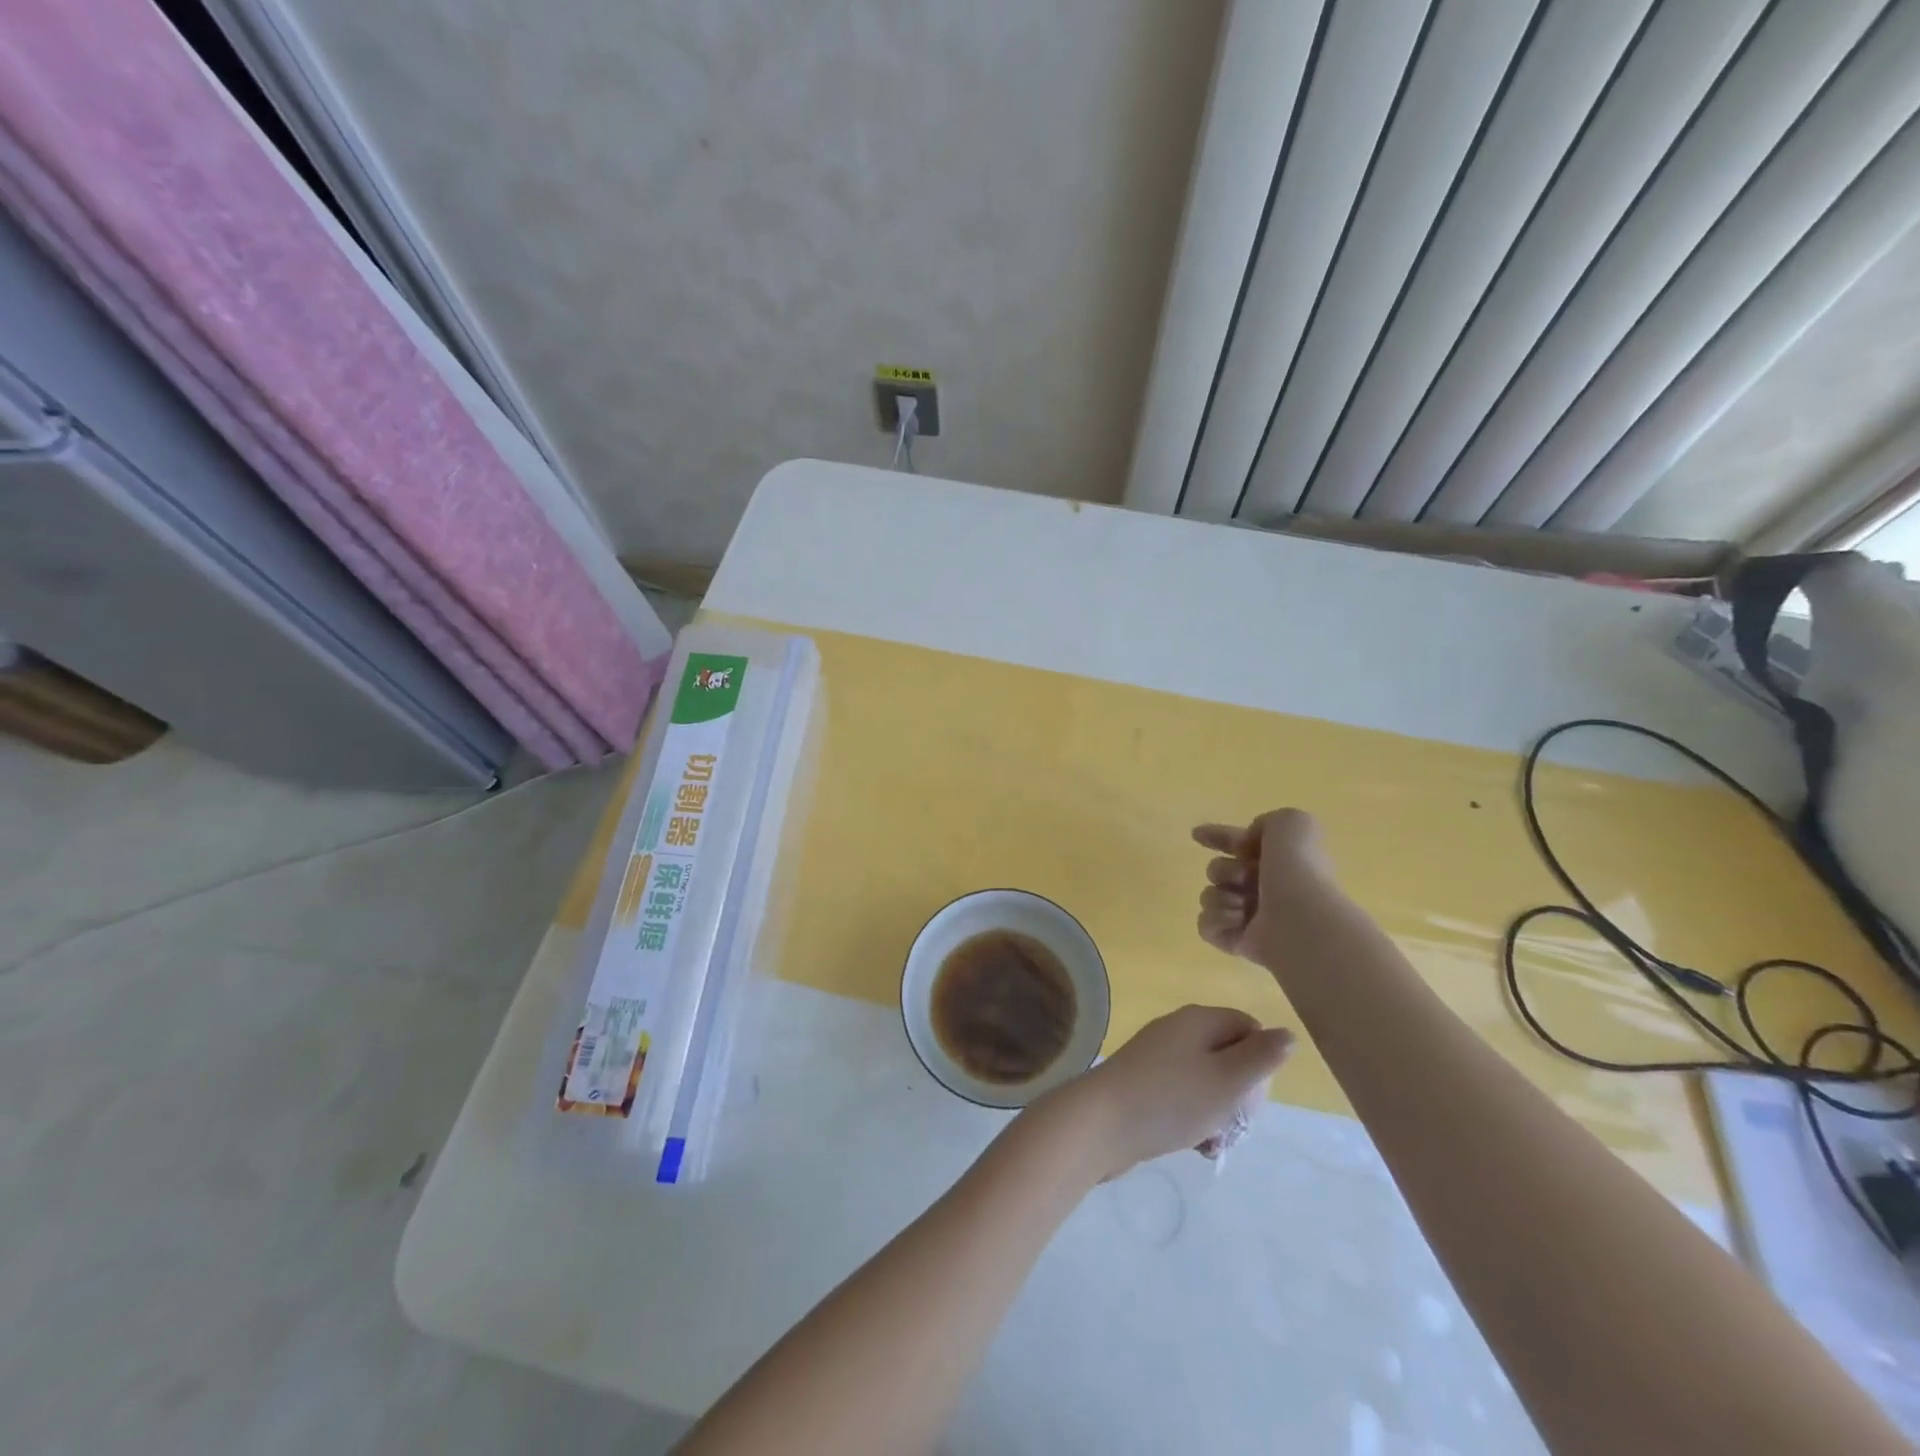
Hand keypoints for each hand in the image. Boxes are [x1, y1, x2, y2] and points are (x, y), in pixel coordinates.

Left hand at [1047, 1005, 1292, 1179]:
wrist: (1101, 1123)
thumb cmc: (1171, 1099)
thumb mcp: (1227, 1079)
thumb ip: (1261, 1057)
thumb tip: (1287, 1033)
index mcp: (1198, 1020)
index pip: (1248, 1028)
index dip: (1261, 1063)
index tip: (1254, 1096)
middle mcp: (1177, 1031)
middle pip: (1229, 1056)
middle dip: (1240, 1095)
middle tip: (1235, 1124)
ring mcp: (1157, 1057)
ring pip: (1208, 1082)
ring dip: (1218, 1113)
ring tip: (1212, 1140)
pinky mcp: (1144, 1084)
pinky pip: (1182, 1097)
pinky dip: (1194, 1119)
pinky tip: (1194, 1144)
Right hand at [1192, 808, 1338, 969]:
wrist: (1301, 917)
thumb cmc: (1298, 869)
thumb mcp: (1292, 823)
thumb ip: (1269, 822)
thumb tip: (1250, 843)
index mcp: (1279, 862)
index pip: (1241, 845)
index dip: (1220, 837)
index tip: (1198, 835)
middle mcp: (1265, 890)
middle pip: (1219, 871)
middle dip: (1223, 871)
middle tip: (1243, 878)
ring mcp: (1250, 917)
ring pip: (1210, 896)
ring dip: (1220, 896)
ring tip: (1242, 906)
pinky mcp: (1236, 942)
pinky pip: (1206, 925)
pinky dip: (1216, 919)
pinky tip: (1236, 920)